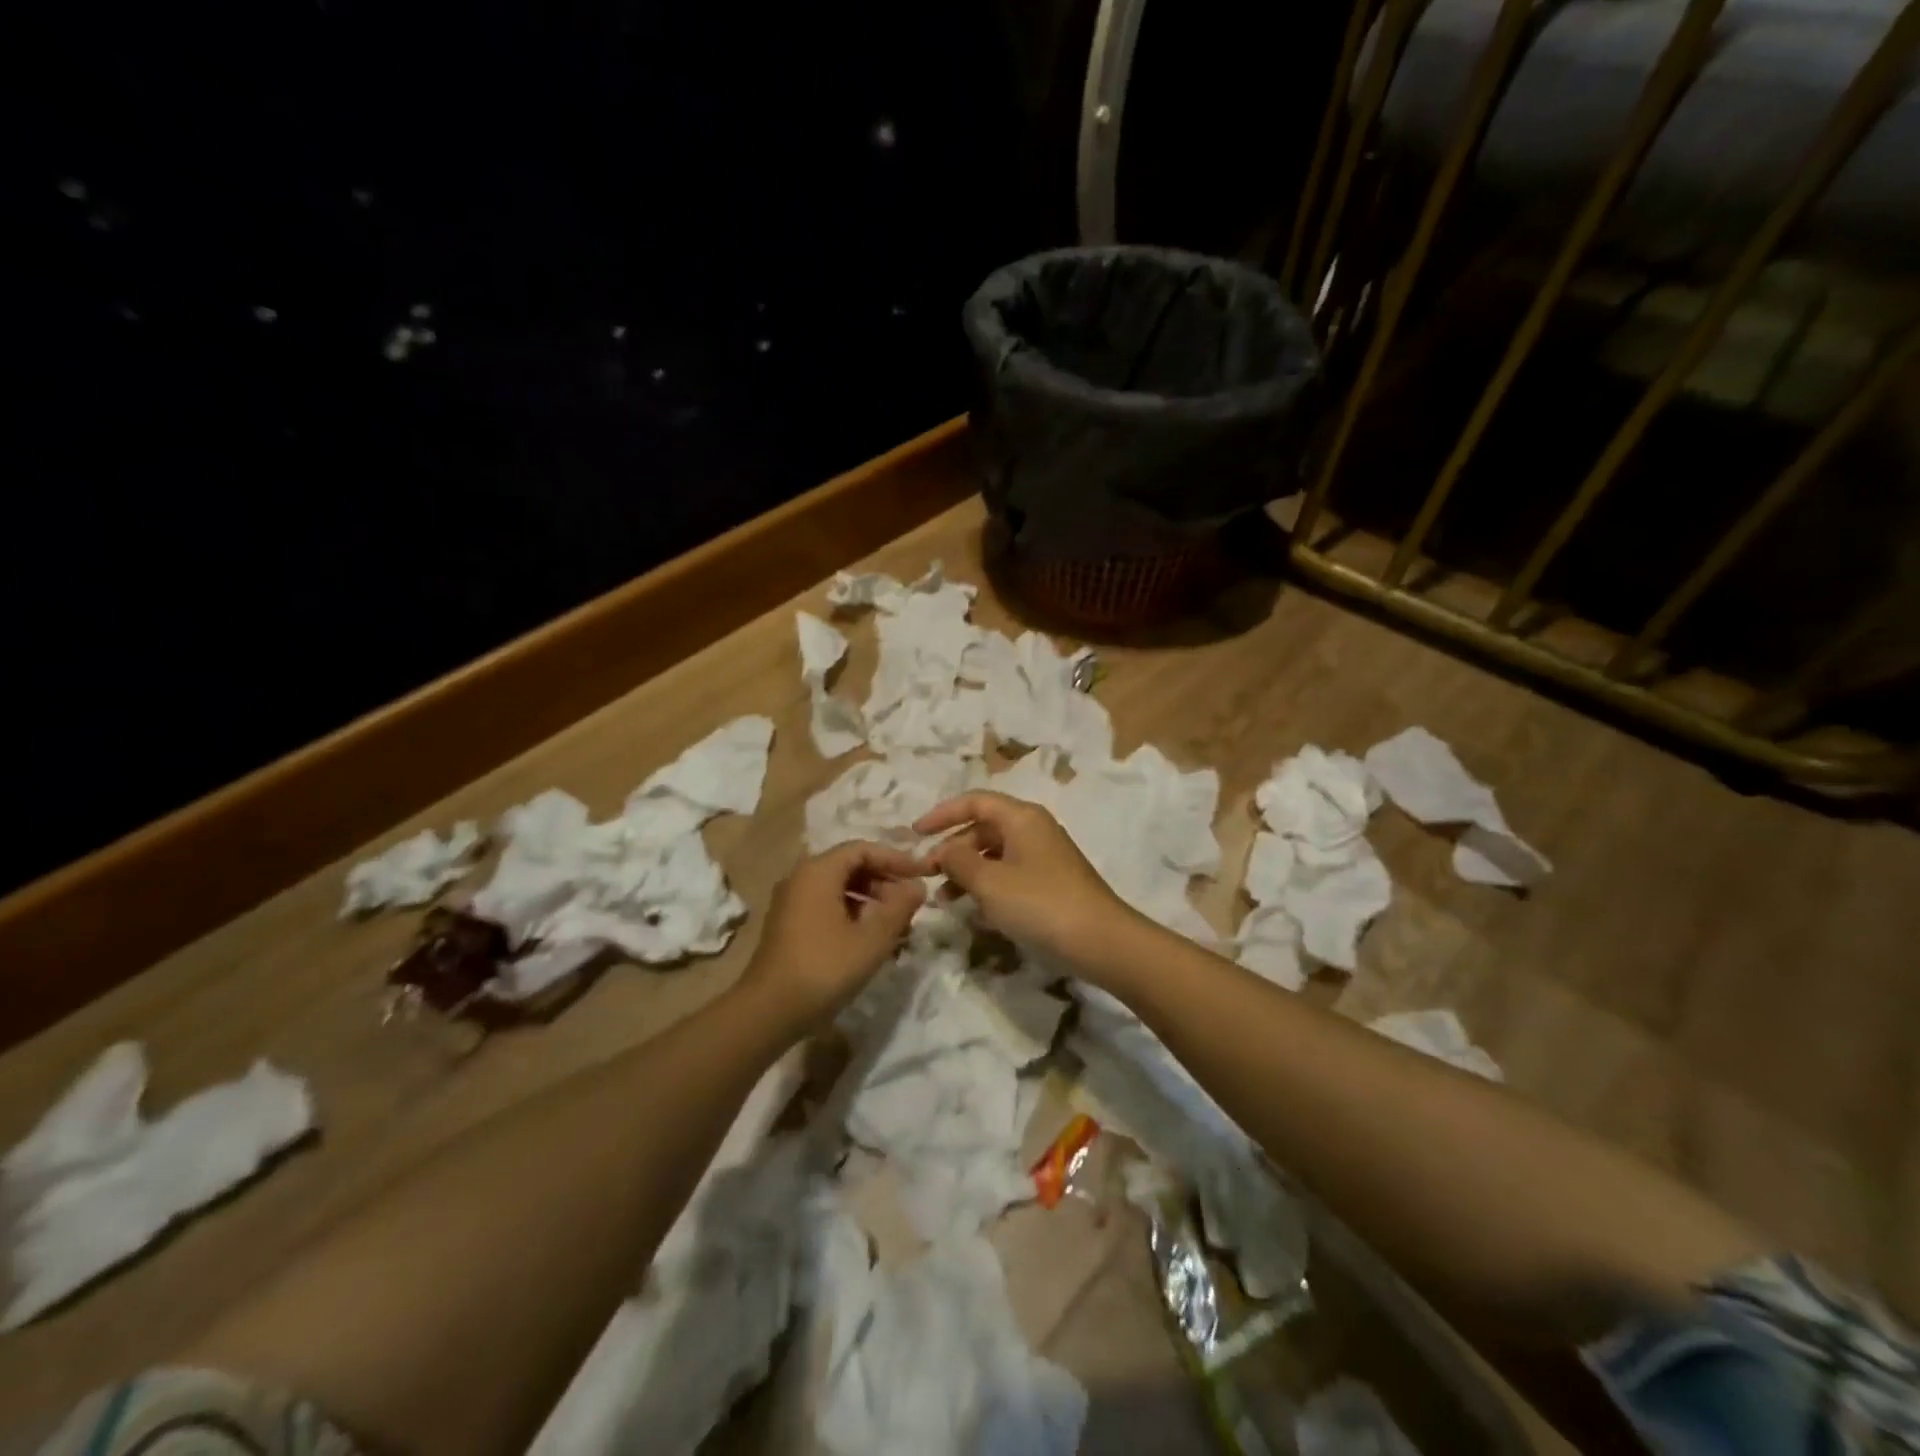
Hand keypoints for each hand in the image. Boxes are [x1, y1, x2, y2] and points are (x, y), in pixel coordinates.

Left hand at [739, 841, 927, 1028]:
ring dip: (870, 900)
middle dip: (884, 881)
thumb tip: (918, 886)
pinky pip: (827, 905)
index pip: (863, 849)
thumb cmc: (824, 968)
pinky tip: (870, 939)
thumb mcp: (872, 939)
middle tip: (911, 903)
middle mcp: (801, 878)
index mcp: (818, 871)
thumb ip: (899, 908)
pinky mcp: (789, 925)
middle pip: (850, 866)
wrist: (768, 1011)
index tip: (922, 874)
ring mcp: (791, 902)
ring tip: (896, 924)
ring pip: (839, 888)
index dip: (895, 859)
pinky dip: (852, 913)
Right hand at [914, 792, 1138, 969]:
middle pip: (983, 827)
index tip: (914, 834)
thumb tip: (942, 850)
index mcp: (1021, 817)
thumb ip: (958, 861)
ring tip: (945, 899)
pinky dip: (987, 886)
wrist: (1101, 941)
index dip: (942, 814)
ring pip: (994, 853)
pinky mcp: (1050, 882)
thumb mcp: (990, 882)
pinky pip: (1009, 873)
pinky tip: (975, 911)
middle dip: (952, 849)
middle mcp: (1033, 829)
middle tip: (927, 875)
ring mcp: (1044, 856)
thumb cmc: (1041, 904)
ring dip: (967, 871)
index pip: (974, 801)